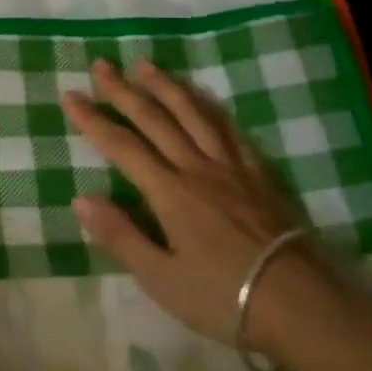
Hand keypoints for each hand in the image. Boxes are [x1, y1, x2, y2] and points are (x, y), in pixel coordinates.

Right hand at [62, 59, 314, 346]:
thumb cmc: (223, 297)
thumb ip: (121, 235)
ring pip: (194, 114)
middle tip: (101, 65)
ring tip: (145, 65)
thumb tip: (80, 198)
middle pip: (156, 119)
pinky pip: (230, 130)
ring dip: (166, 87)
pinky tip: (203, 98)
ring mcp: (231, 168)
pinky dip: (211, 108)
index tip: (70, 96)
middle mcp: (197, 168)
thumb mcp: (161, 278)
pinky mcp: (259, 175)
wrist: (301, 305)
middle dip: (124, 91)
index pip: (122, 146)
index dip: (93, 120)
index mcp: (170, 192)